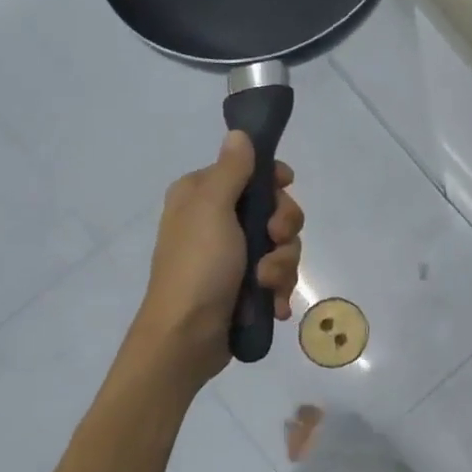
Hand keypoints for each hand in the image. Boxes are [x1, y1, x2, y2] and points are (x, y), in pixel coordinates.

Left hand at [140, 132, 304, 382]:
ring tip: (266, 285)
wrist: (186, 338)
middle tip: (273, 241)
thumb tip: (239, 133)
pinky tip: (274, 304)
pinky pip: (279, 275)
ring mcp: (233, 255)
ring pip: (282, 245)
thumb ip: (232, 171)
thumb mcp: (213, 211)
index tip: (286, 187)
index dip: (274, 180)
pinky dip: (279, 288)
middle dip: (283, 229)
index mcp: (202, 195)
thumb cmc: (197, 268)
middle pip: (275, 208)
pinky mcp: (246, 285)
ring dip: (282, 265)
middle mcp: (218, 220)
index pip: (251, 171)